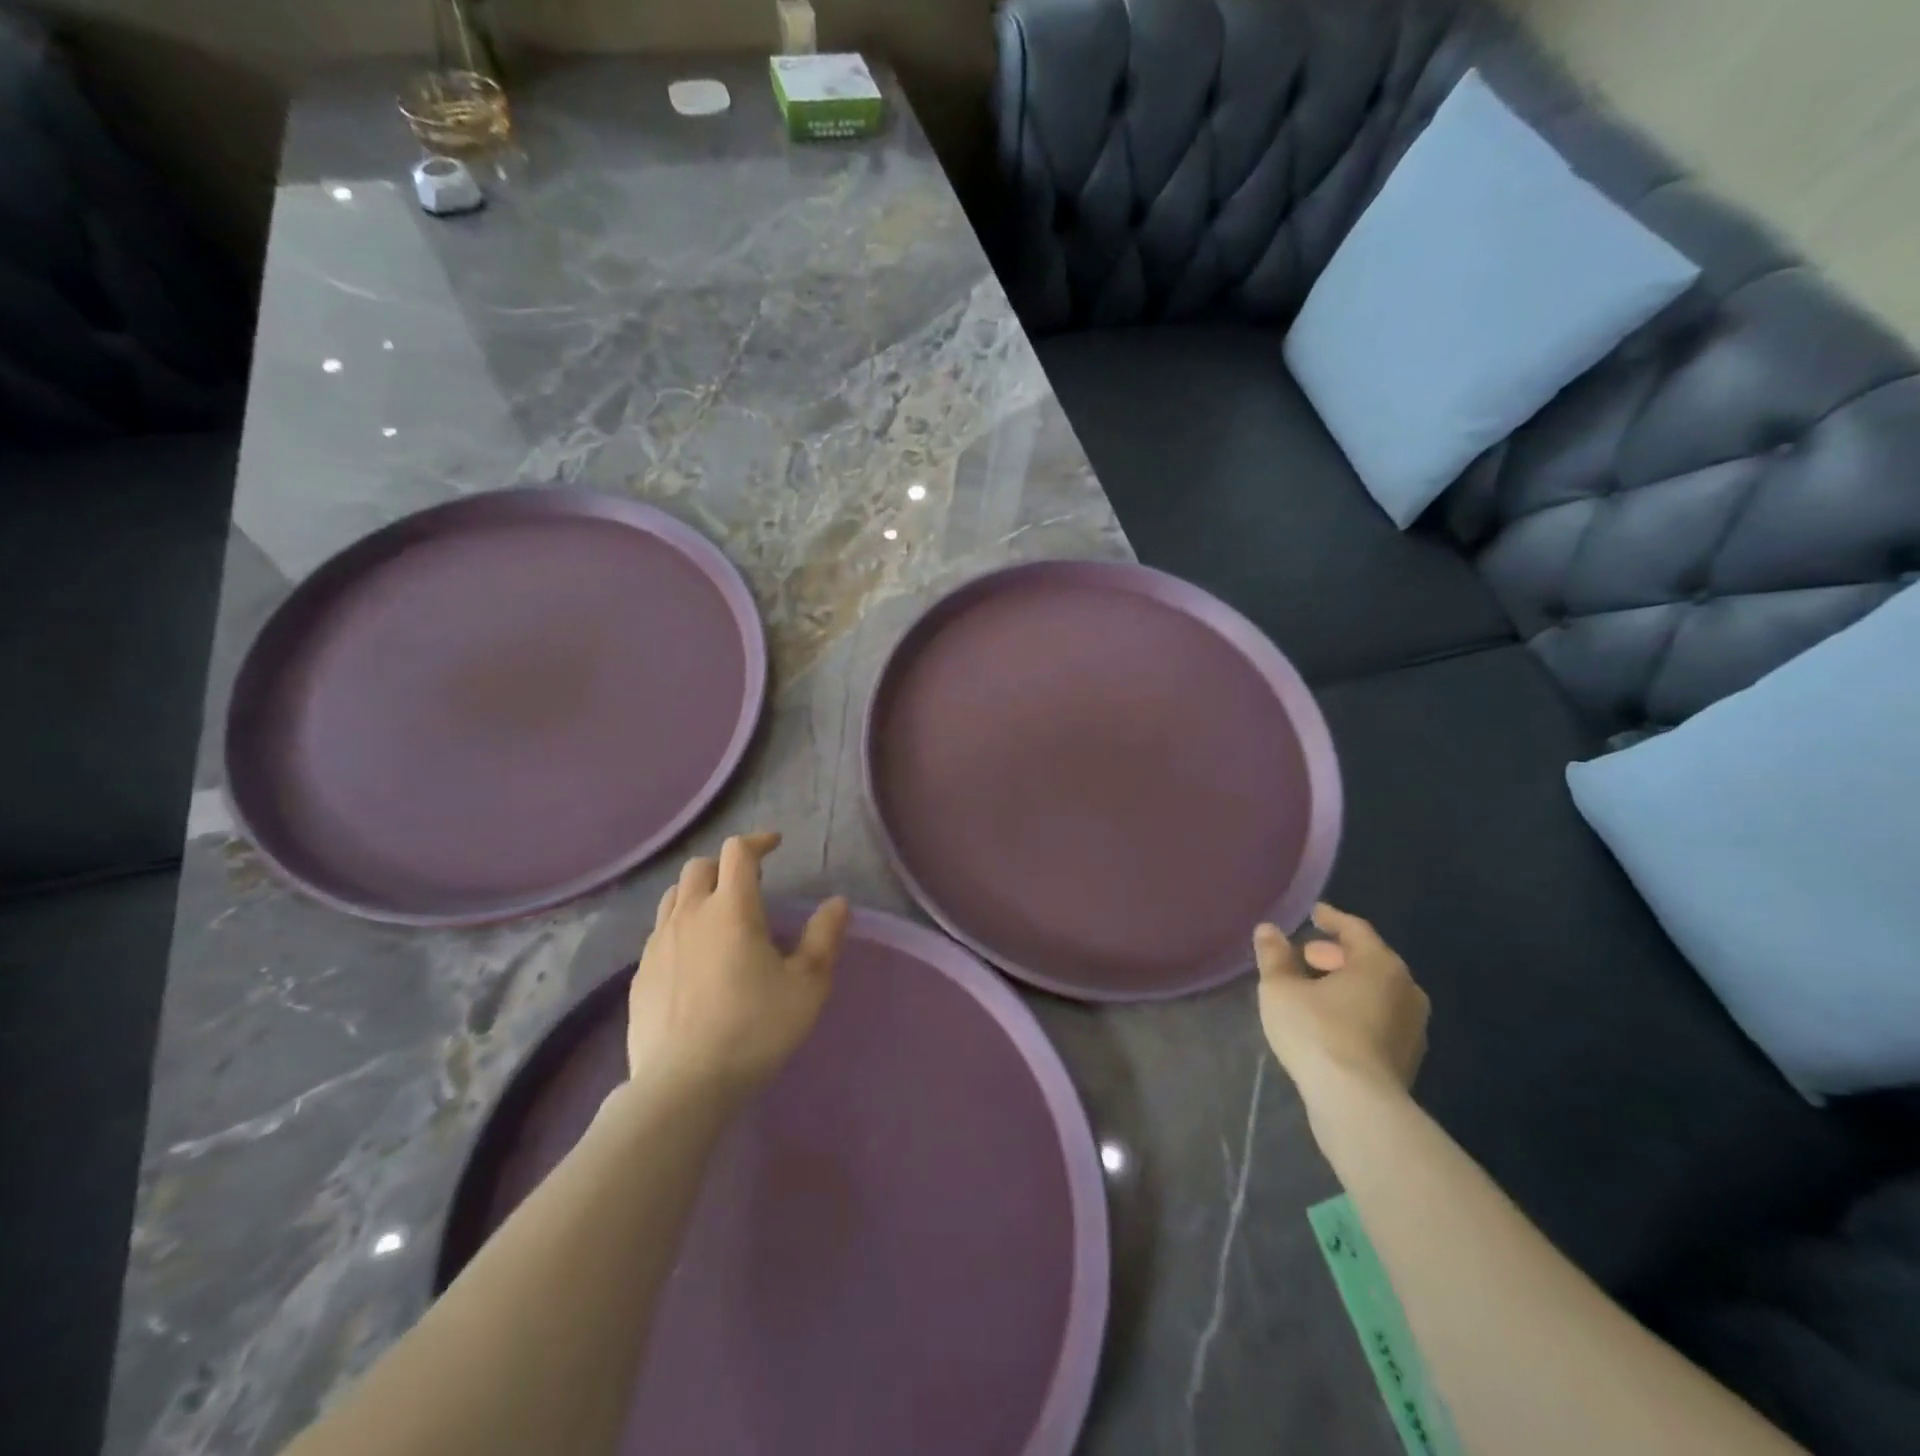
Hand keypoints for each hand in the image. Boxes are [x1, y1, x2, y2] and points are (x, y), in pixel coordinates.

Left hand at [626, 831, 849, 1101]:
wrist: (683, 1085)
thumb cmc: (755, 1028)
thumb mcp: (807, 985)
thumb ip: (824, 937)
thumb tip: (838, 903)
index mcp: (732, 908)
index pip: (738, 851)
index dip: (758, 841)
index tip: (775, 846)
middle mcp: (690, 914)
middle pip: (700, 866)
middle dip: (726, 865)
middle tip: (750, 885)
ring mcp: (658, 944)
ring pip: (674, 896)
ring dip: (698, 892)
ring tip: (719, 916)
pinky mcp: (640, 974)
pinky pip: (659, 932)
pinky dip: (680, 927)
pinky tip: (694, 958)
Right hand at [1254, 902, 1428, 1098]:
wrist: (1357, 1104)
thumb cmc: (1317, 1033)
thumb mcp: (1281, 989)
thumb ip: (1274, 956)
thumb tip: (1268, 930)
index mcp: (1379, 965)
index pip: (1355, 929)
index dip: (1331, 919)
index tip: (1314, 913)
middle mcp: (1406, 990)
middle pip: (1370, 960)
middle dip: (1336, 955)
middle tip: (1306, 956)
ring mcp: (1413, 1026)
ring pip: (1377, 991)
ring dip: (1347, 984)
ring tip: (1315, 989)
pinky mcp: (1408, 1057)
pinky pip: (1380, 1017)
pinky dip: (1357, 1009)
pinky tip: (1331, 1021)